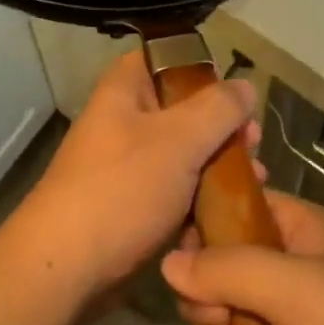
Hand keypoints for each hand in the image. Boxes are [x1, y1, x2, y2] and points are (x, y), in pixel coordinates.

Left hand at [7, 50, 256, 297]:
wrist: (68, 266)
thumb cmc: (122, 189)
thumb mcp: (178, 140)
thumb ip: (218, 109)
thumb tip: (246, 86)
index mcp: (124, 90)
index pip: (163, 58)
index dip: (201, 69)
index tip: (236, 94)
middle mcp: (123, 120)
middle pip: (181, 108)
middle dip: (222, 126)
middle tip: (253, 144)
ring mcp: (127, 164)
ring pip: (183, 152)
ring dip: (218, 164)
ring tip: (256, 180)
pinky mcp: (133, 203)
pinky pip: (175, 189)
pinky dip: (201, 196)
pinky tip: (230, 210)